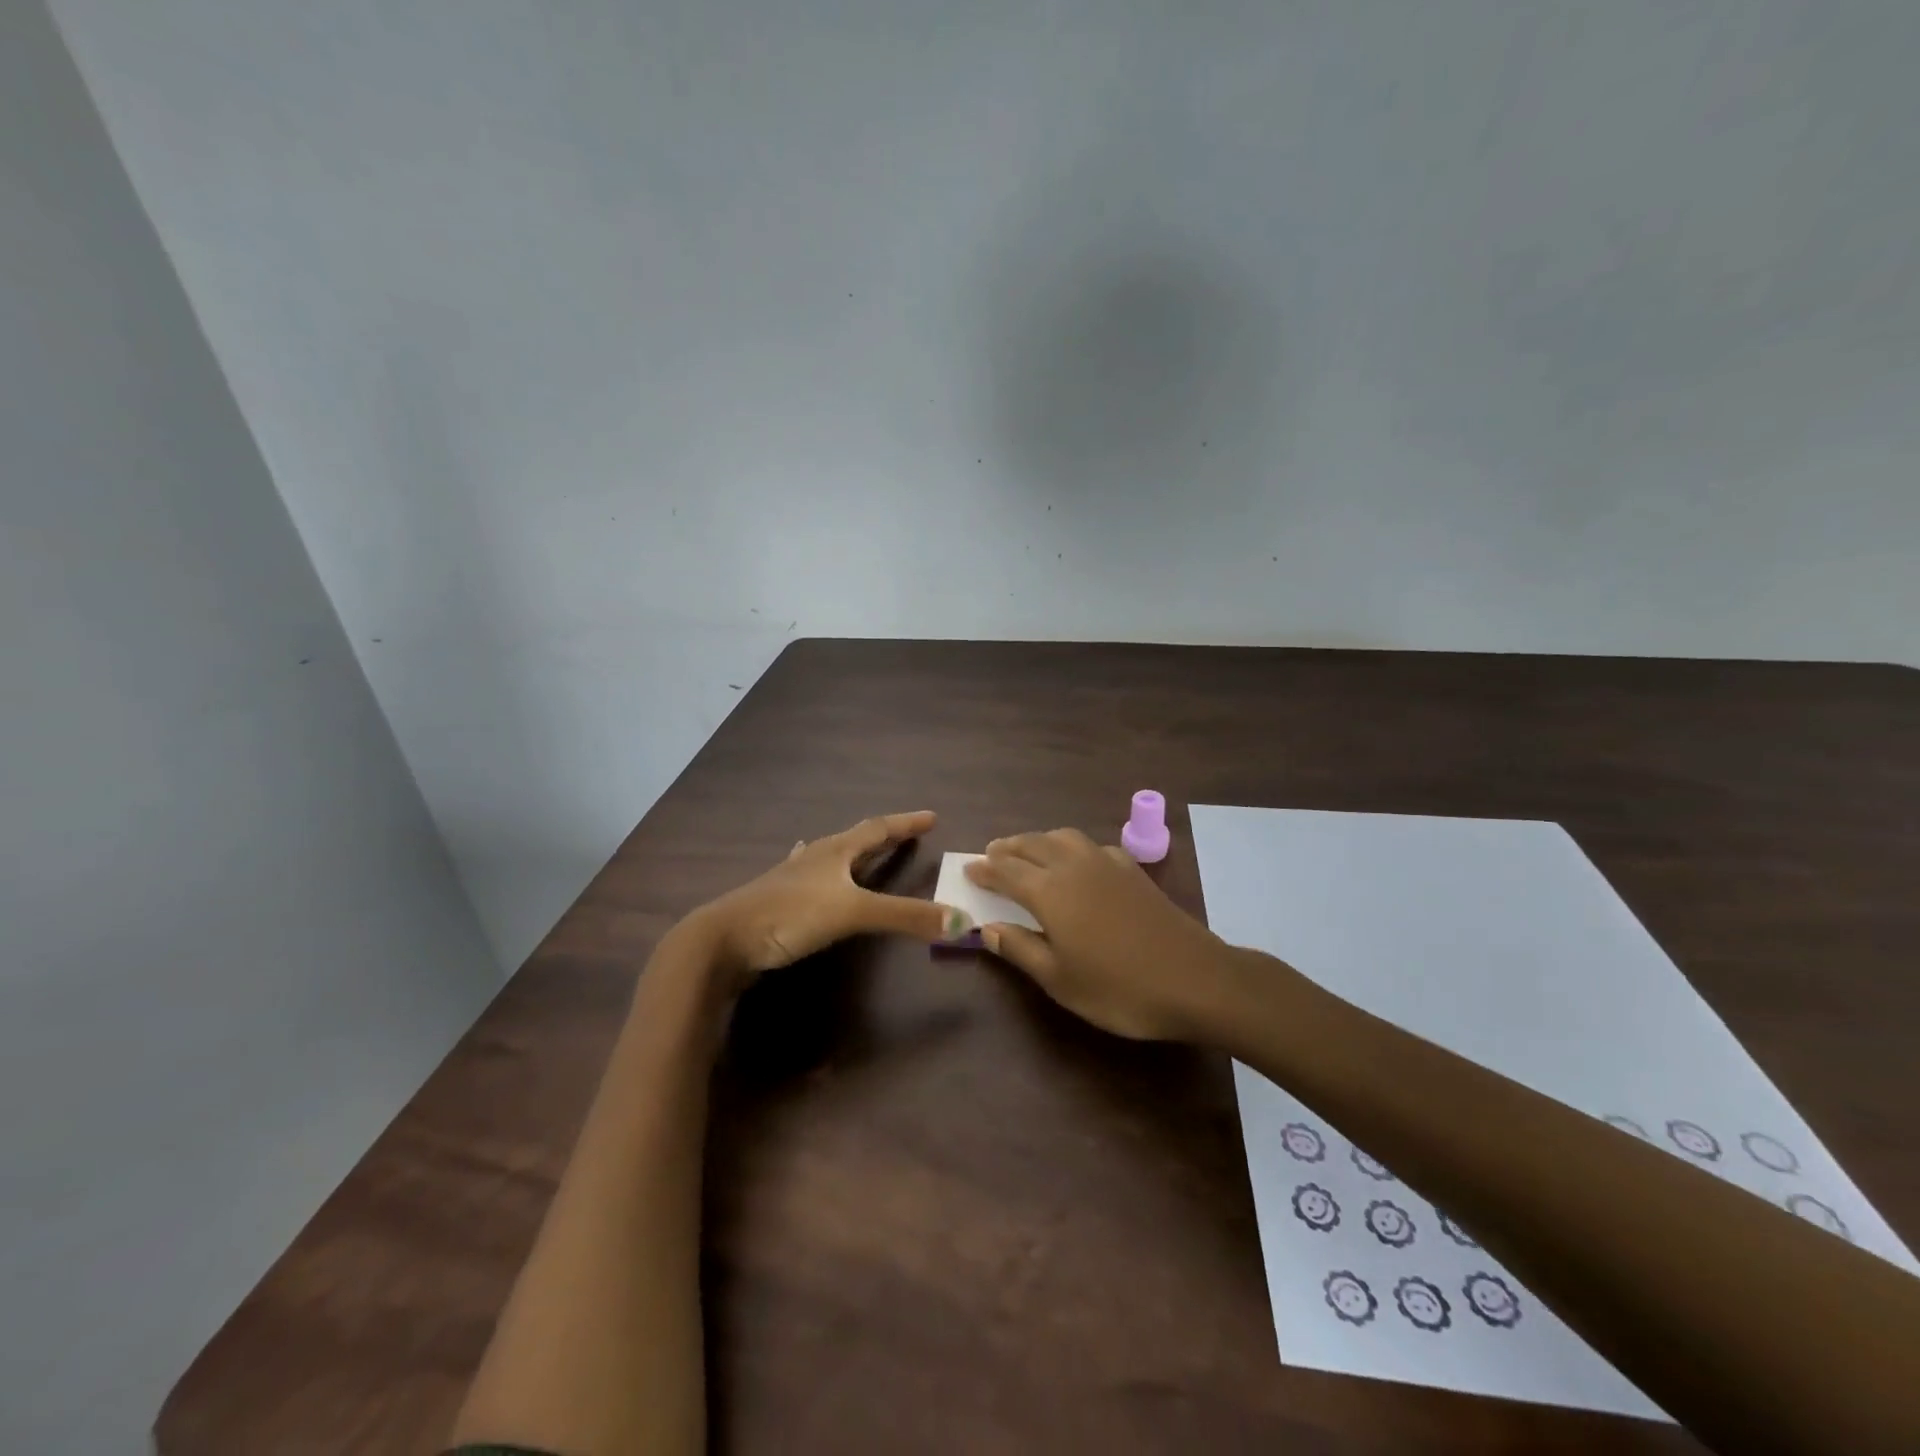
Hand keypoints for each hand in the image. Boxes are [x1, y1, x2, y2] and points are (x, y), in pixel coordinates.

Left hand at [682, 811, 969, 995]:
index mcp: (835, 852)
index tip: (931, 816)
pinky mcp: (776, 900)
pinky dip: (820, 870)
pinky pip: (808, 876)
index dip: (905, 823)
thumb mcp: (853, 913)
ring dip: (852, 852)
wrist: (722, 941)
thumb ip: (905, 917)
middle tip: (907, 833)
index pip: (877, 829)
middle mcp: (814, 858)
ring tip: (861, 847)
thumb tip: (962, 920)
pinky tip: (805, 866)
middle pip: (855, 839)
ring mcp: (791, 878)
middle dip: (883, 836)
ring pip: (829, 856)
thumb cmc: (789, 916)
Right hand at [965, 828, 1242, 1042]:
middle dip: (1008, 847)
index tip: (969, 869)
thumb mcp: (1060, 980)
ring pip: (1063, 837)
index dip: (985, 869)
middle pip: (1033, 845)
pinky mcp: (1133, 870)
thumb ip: (1021, 949)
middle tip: (991, 854)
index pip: (1007, 870)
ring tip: (1028, 852)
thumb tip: (988, 928)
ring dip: (1039, 840)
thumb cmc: (1119, 988)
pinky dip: (1072, 847)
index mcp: (1050, 891)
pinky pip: (1092, 845)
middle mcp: (1074, 866)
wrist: (1195, 979)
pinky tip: (1078, 863)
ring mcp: (1107, 863)